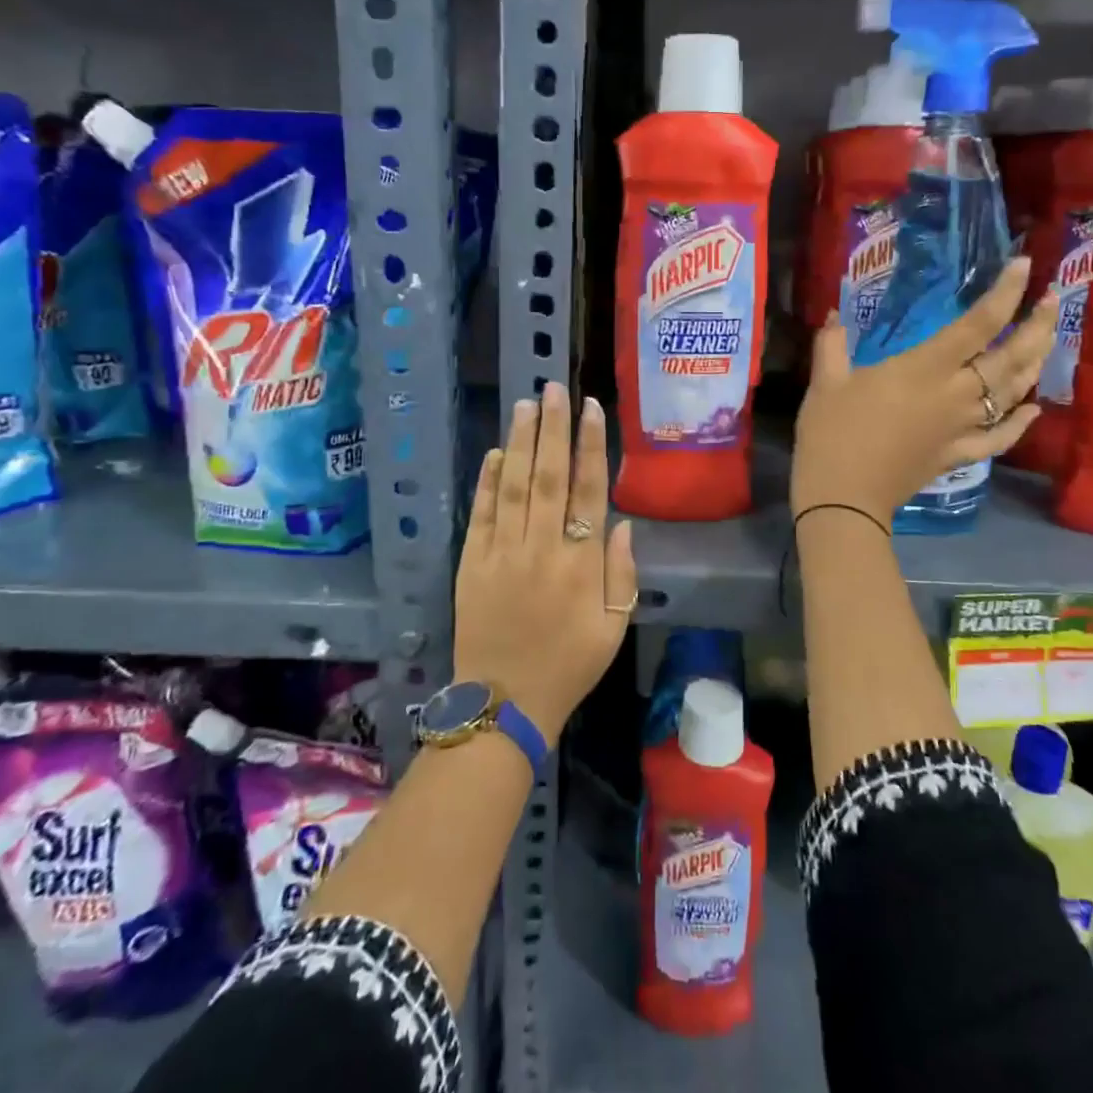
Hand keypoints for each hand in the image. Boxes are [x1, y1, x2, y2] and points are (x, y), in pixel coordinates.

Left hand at [454, 382, 637, 746]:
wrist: (504, 704)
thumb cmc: (569, 666)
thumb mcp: (613, 628)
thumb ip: (621, 574)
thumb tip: (620, 523)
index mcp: (581, 564)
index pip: (588, 491)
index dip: (590, 446)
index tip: (590, 409)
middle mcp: (542, 548)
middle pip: (548, 476)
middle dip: (552, 428)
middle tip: (554, 388)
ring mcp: (501, 553)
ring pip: (512, 486)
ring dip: (520, 442)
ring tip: (526, 405)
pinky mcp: (471, 564)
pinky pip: (480, 514)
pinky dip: (487, 482)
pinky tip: (494, 454)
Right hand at [791, 257, 1057, 521]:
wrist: (843, 496)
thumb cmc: (832, 433)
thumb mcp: (825, 382)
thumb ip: (832, 344)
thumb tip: (833, 314)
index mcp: (925, 368)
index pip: (978, 323)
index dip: (1005, 292)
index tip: (1024, 266)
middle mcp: (955, 394)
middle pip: (1011, 356)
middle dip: (1037, 325)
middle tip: (1053, 300)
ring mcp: (962, 427)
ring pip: (1013, 393)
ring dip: (1035, 364)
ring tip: (1047, 340)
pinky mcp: (958, 455)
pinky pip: (999, 438)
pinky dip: (1020, 424)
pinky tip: (1034, 409)